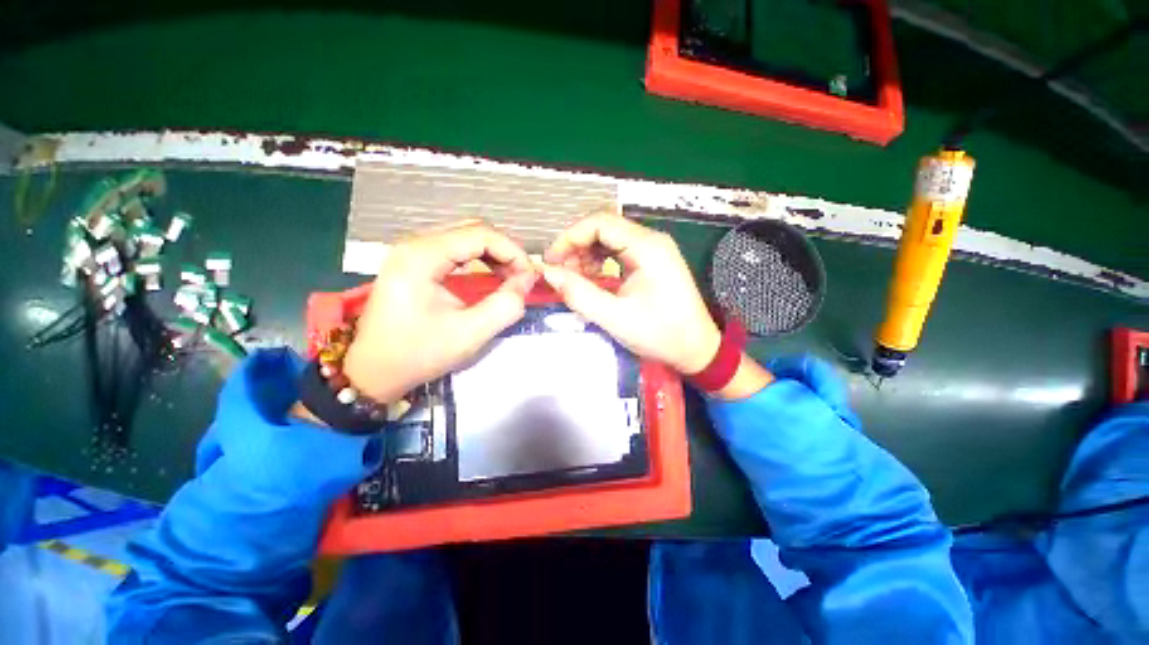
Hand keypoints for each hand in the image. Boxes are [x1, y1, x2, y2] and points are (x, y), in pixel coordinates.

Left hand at [342, 221, 535, 402]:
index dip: (513, 252)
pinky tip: (491, 276)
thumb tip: (528, 281)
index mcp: (422, 256)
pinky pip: (456, 250)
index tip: (530, 277)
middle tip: (523, 278)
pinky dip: (480, 260)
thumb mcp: (469, 334)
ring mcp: (413, 251)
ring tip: (511, 278)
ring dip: (494, 255)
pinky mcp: (415, 263)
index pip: (480, 234)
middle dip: (505, 251)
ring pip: (466, 237)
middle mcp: (416, 244)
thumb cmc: (418, 354)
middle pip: (473, 230)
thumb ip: (505, 306)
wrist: (372, 371)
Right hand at [541, 211, 720, 374]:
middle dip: (576, 247)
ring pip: (609, 239)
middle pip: (604, 228)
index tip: (551, 261)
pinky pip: (618, 252)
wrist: (697, 349)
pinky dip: (600, 262)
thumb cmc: (661, 334)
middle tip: (560, 272)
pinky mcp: (651, 262)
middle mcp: (651, 240)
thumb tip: (548, 273)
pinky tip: (592, 279)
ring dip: (586, 255)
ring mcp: (653, 250)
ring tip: (573, 278)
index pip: (600, 223)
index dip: (569, 237)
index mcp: (646, 247)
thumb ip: (579, 293)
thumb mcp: (615, 317)